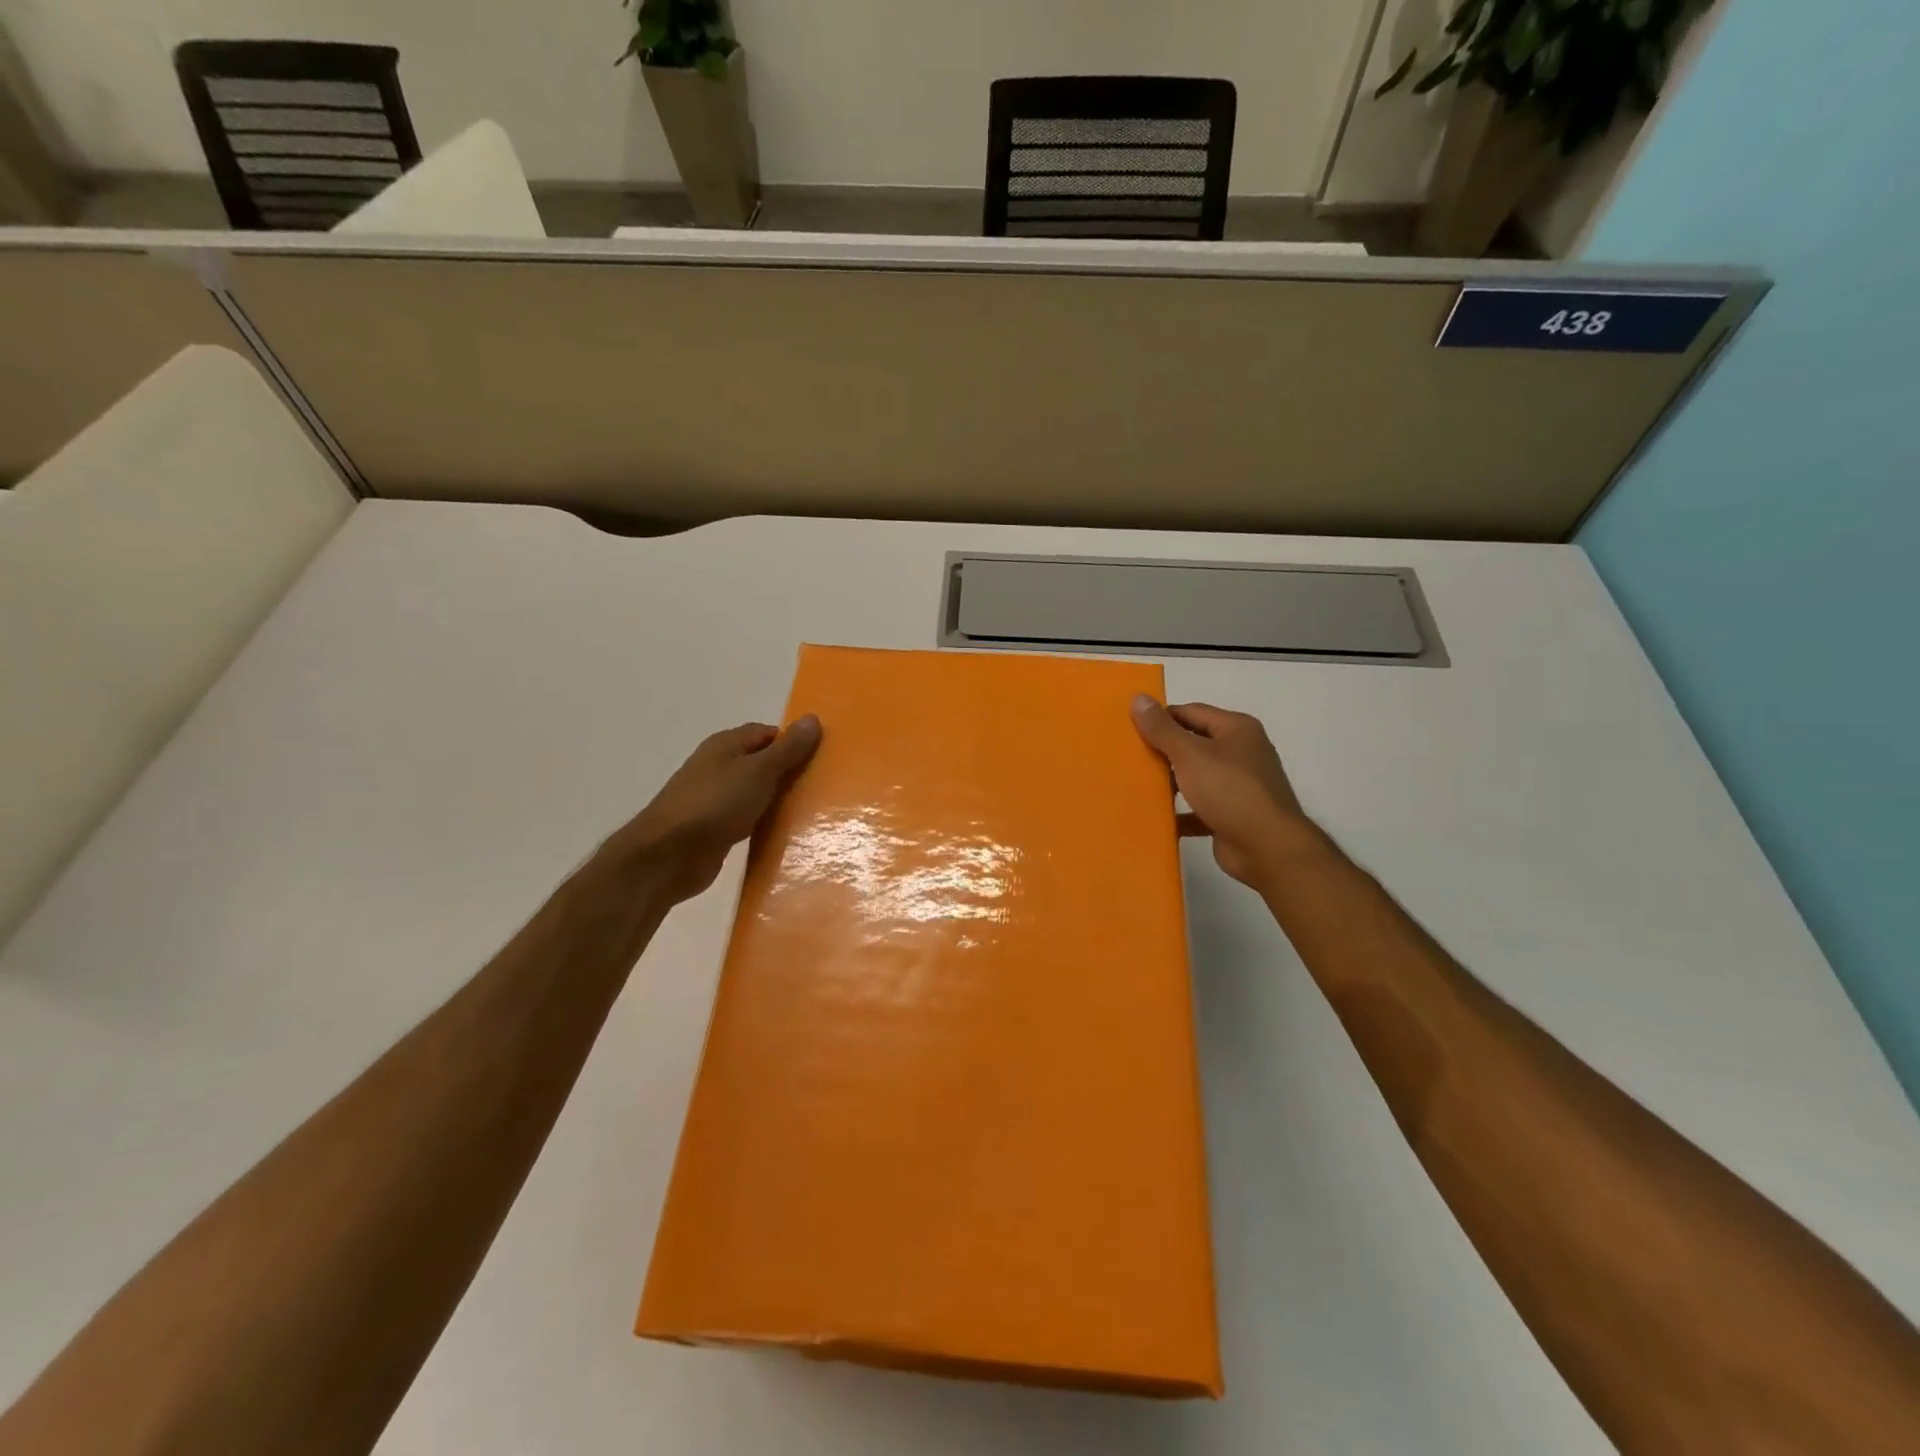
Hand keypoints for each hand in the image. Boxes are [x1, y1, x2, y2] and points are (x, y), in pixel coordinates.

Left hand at [611, 716, 821, 902]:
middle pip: (761, 762)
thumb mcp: (759, 771)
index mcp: (725, 744)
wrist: (667, 857)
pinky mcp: (713, 829)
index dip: (793, 742)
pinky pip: (747, 819)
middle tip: (822, 786)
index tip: (822, 758)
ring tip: (811, 810)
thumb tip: (812, 718)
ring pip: (755, 792)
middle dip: (789, 772)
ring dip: (777, 800)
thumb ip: (787, 749)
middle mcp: (717, 766)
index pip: (767, 733)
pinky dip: (763, 822)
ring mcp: (713, 799)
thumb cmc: (715, 804)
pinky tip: (784, 833)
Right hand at [1131, 696, 1313, 888]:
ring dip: (1171, 782)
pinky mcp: (1233, 815)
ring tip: (1136, 785)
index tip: (1131, 728)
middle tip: (1129, 756)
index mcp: (1236, 729)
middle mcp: (1242, 752)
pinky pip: (1200, 808)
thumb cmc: (1230, 791)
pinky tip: (1156, 817)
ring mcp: (1239, 785)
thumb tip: (1138, 698)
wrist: (1268, 849)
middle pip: (1194, 743)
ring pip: (1196, 777)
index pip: (1191, 712)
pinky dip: (1181, 812)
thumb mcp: (1190, 755)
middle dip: (1163, 751)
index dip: (1161, 718)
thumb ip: (1162, 729)